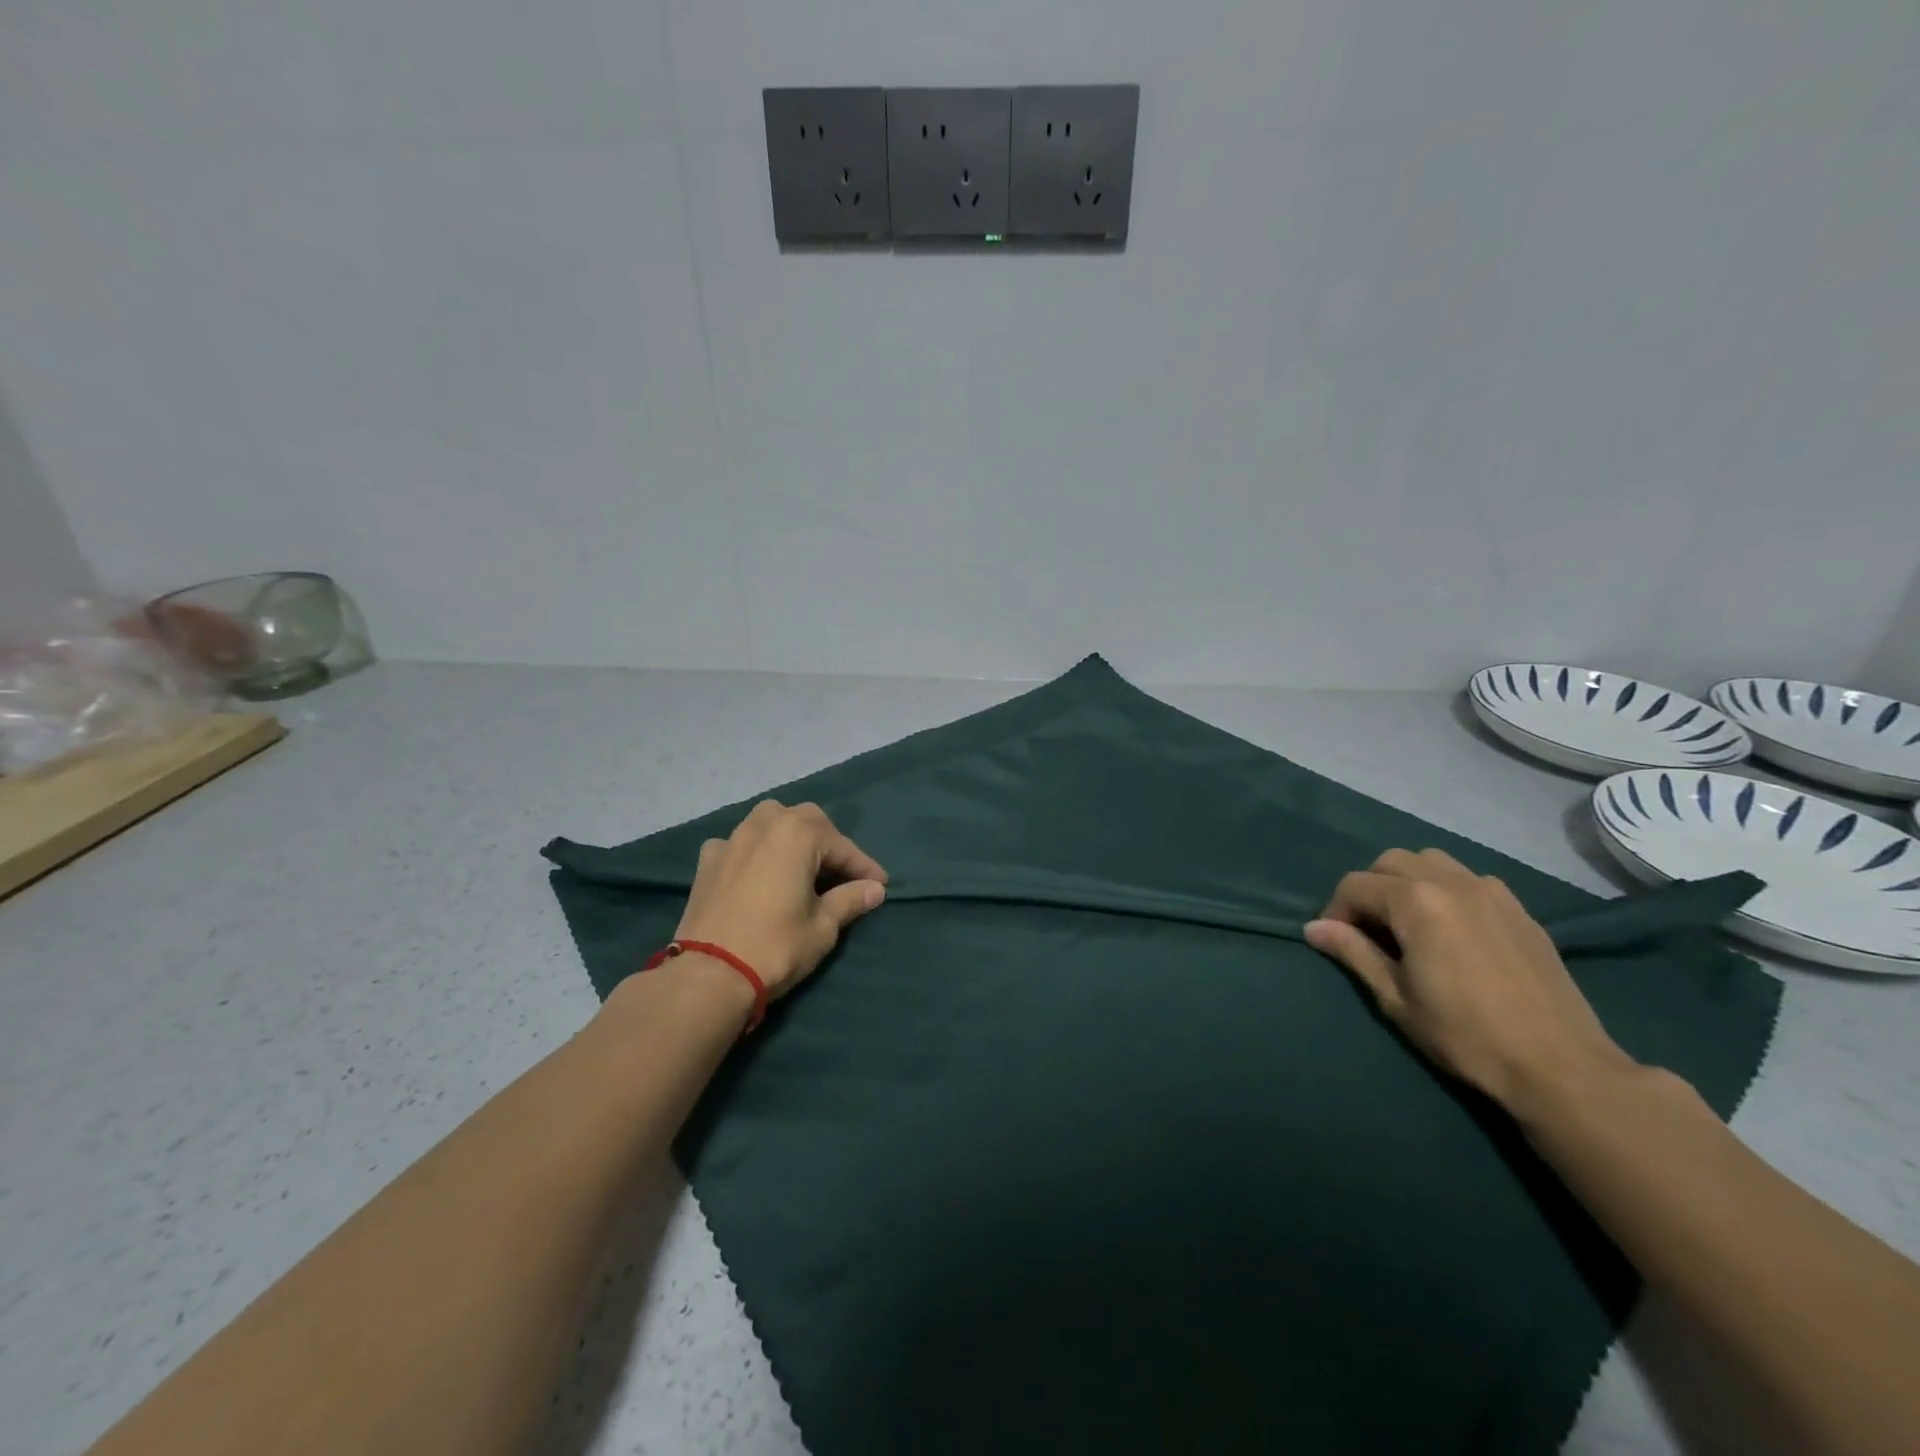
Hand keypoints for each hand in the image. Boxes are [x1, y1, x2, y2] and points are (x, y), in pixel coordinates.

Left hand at [673, 800, 887, 998]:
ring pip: (770, 822)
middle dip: (828, 843)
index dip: (864, 867)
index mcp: (798, 833)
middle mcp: (765, 824)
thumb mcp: (823, 926)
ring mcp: (732, 839)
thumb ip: (850, 900)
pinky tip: (757, 871)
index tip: (880, 884)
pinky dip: (754, 851)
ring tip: (801, 865)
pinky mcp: (708, 860)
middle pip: (806, 821)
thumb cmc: (776, 946)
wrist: (709, 974)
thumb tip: (874, 889)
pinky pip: (739, 844)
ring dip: (790, 837)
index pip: (842, 846)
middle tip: (842, 873)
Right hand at [1305, 848, 1635, 1112]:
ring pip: (1431, 862)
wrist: (1560, 1066)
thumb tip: (1313, 928)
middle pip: (1390, 862)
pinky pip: (1468, 880)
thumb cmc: (1466, 1035)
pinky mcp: (1519, 908)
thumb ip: (1353, 953)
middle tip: (1369, 932)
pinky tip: (1451, 930)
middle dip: (1369, 889)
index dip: (1335, 911)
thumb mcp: (1396, 998)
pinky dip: (1445, 891)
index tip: (1336, 943)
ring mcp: (1491, 890)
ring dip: (1407, 882)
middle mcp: (1451, 881)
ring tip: (1408, 924)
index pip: (1355, 885)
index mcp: (1415, 900)